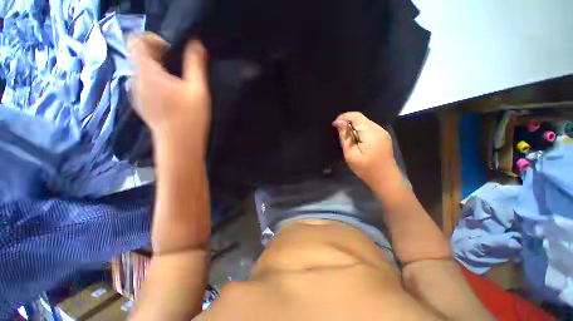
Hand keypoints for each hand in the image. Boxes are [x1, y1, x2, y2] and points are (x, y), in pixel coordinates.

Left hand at [128, 32, 209, 146]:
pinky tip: (173, 96)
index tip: (172, 52)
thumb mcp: (198, 89)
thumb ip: (196, 64)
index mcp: (146, 72)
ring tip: (179, 83)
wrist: (179, 145)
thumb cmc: (190, 117)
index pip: (136, 40)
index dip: (153, 39)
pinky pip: (145, 84)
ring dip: (159, 69)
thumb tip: (195, 43)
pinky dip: (157, 82)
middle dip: (160, 55)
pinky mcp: (142, 104)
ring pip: (143, 70)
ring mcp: (136, 94)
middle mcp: (135, 80)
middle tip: (181, 69)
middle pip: (140, 55)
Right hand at [333, 112, 398, 187]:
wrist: (385, 179)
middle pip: (361, 118)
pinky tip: (356, 140)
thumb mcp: (351, 154)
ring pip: (365, 122)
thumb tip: (338, 122)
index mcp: (370, 132)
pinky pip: (369, 128)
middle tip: (339, 132)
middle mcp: (378, 128)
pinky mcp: (383, 136)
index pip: (356, 116)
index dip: (343, 117)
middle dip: (348, 122)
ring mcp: (382, 132)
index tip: (334, 125)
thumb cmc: (366, 168)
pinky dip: (360, 130)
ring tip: (346, 137)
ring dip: (354, 126)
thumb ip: (345, 136)